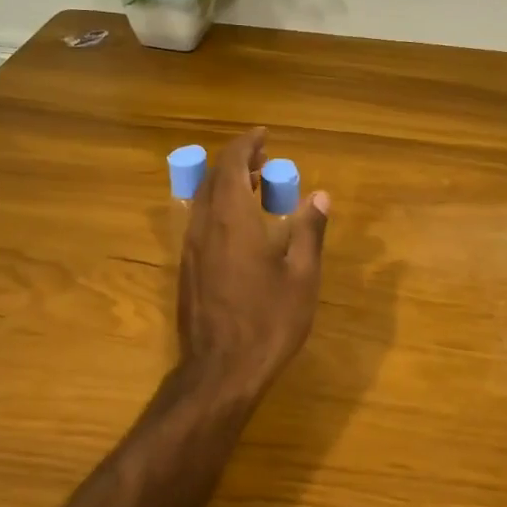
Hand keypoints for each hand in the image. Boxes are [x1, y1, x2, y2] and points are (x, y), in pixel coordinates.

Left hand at [177, 128, 329, 397]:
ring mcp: (190, 249)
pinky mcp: (186, 270)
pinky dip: (218, 209)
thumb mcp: (301, 277)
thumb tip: (320, 196)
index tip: (264, 135)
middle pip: (212, 178)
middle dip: (236, 162)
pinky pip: (199, 222)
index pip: (230, 163)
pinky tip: (240, 228)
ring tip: (255, 190)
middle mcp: (203, 225)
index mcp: (231, 219)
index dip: (245, 143)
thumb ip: (309, 231)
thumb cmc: (268, 322)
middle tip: (264, 161)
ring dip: (225, 185)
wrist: (220, 370)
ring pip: (201, 200)